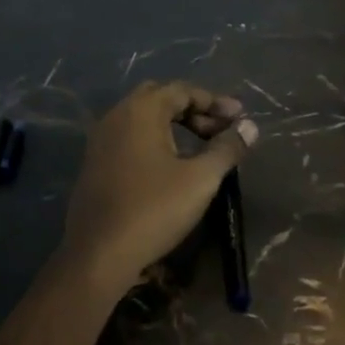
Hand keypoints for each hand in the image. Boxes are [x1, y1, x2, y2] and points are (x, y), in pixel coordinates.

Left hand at [63, 81, 257, 297]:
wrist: (98, 254)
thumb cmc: (153, 210)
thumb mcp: (200, 179)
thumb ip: (226, 148)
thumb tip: (249, 127)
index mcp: (141, 110)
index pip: (183, 90)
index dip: (214, 102)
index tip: (239, 118)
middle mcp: (117, 115)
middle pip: (161, 98)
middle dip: (193, 110)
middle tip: (219, 130)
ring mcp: (101, 139)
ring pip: (143, 118)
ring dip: (173, 125)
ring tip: (200, 147)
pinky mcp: (95, 162)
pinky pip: (130, 137)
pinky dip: (154, 139)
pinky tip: (170, 164)